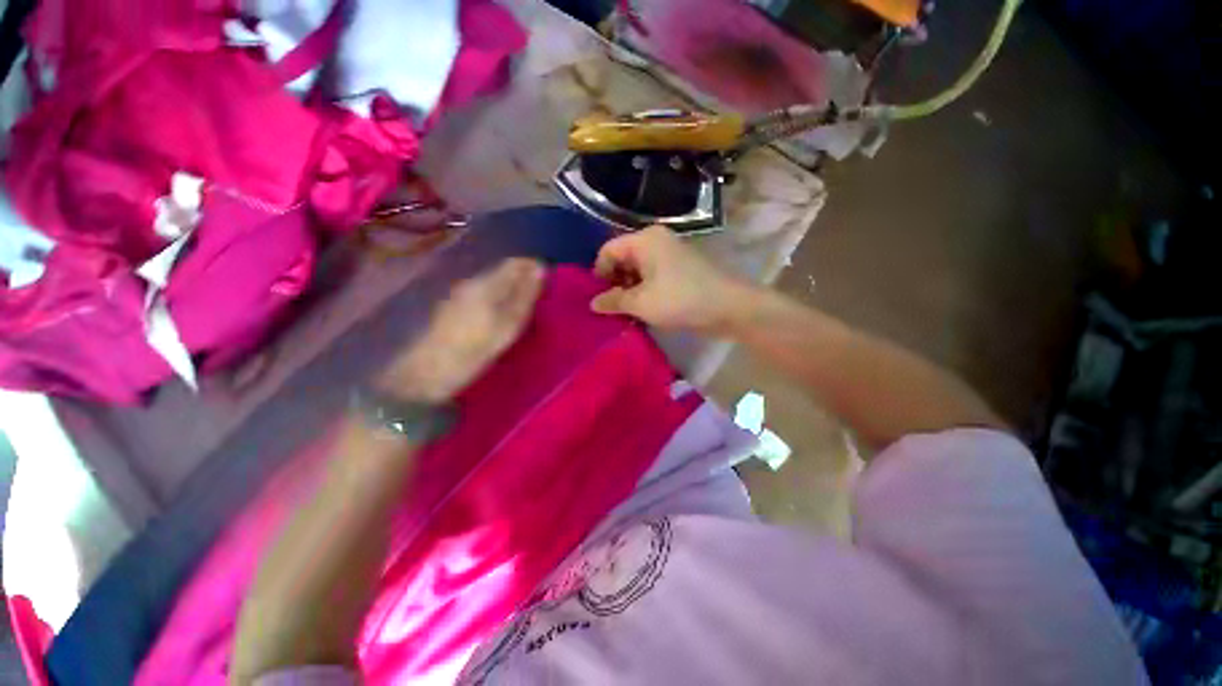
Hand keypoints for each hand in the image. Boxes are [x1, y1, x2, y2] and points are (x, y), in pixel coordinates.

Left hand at [378, 258, 544, 401]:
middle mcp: (470, 282)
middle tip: (540, 295)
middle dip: (522, 279)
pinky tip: (501, 314)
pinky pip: (482, 294)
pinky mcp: (452, 307)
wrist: (428, 373)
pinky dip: (497, 299)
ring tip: (524, 305)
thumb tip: (540, 268)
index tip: (548, 281)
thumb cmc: (474, 350)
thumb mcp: (507, 325)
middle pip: (501, 271)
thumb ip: (524, 297)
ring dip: (510, 289)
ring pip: (491, 283)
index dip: (533, 268)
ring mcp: (458, 294)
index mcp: (485, 284)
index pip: (514, 263)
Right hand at [590, 226, 755, 334]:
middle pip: (623, 258)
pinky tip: (644, 308)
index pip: (608, 251)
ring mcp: (670, 253)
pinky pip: (653, 275)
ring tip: (628, 311)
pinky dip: (645, 290)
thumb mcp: (641, 303)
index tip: (600, 299)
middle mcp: (656, 240)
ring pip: (638, 269)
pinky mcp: (680, 268)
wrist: (728, 307)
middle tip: (613, 308)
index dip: (599, 274)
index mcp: (644, 240)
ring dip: (630, 289)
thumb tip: (593, 303)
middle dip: (615, 283)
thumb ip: (613, 301)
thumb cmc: (680, 300)